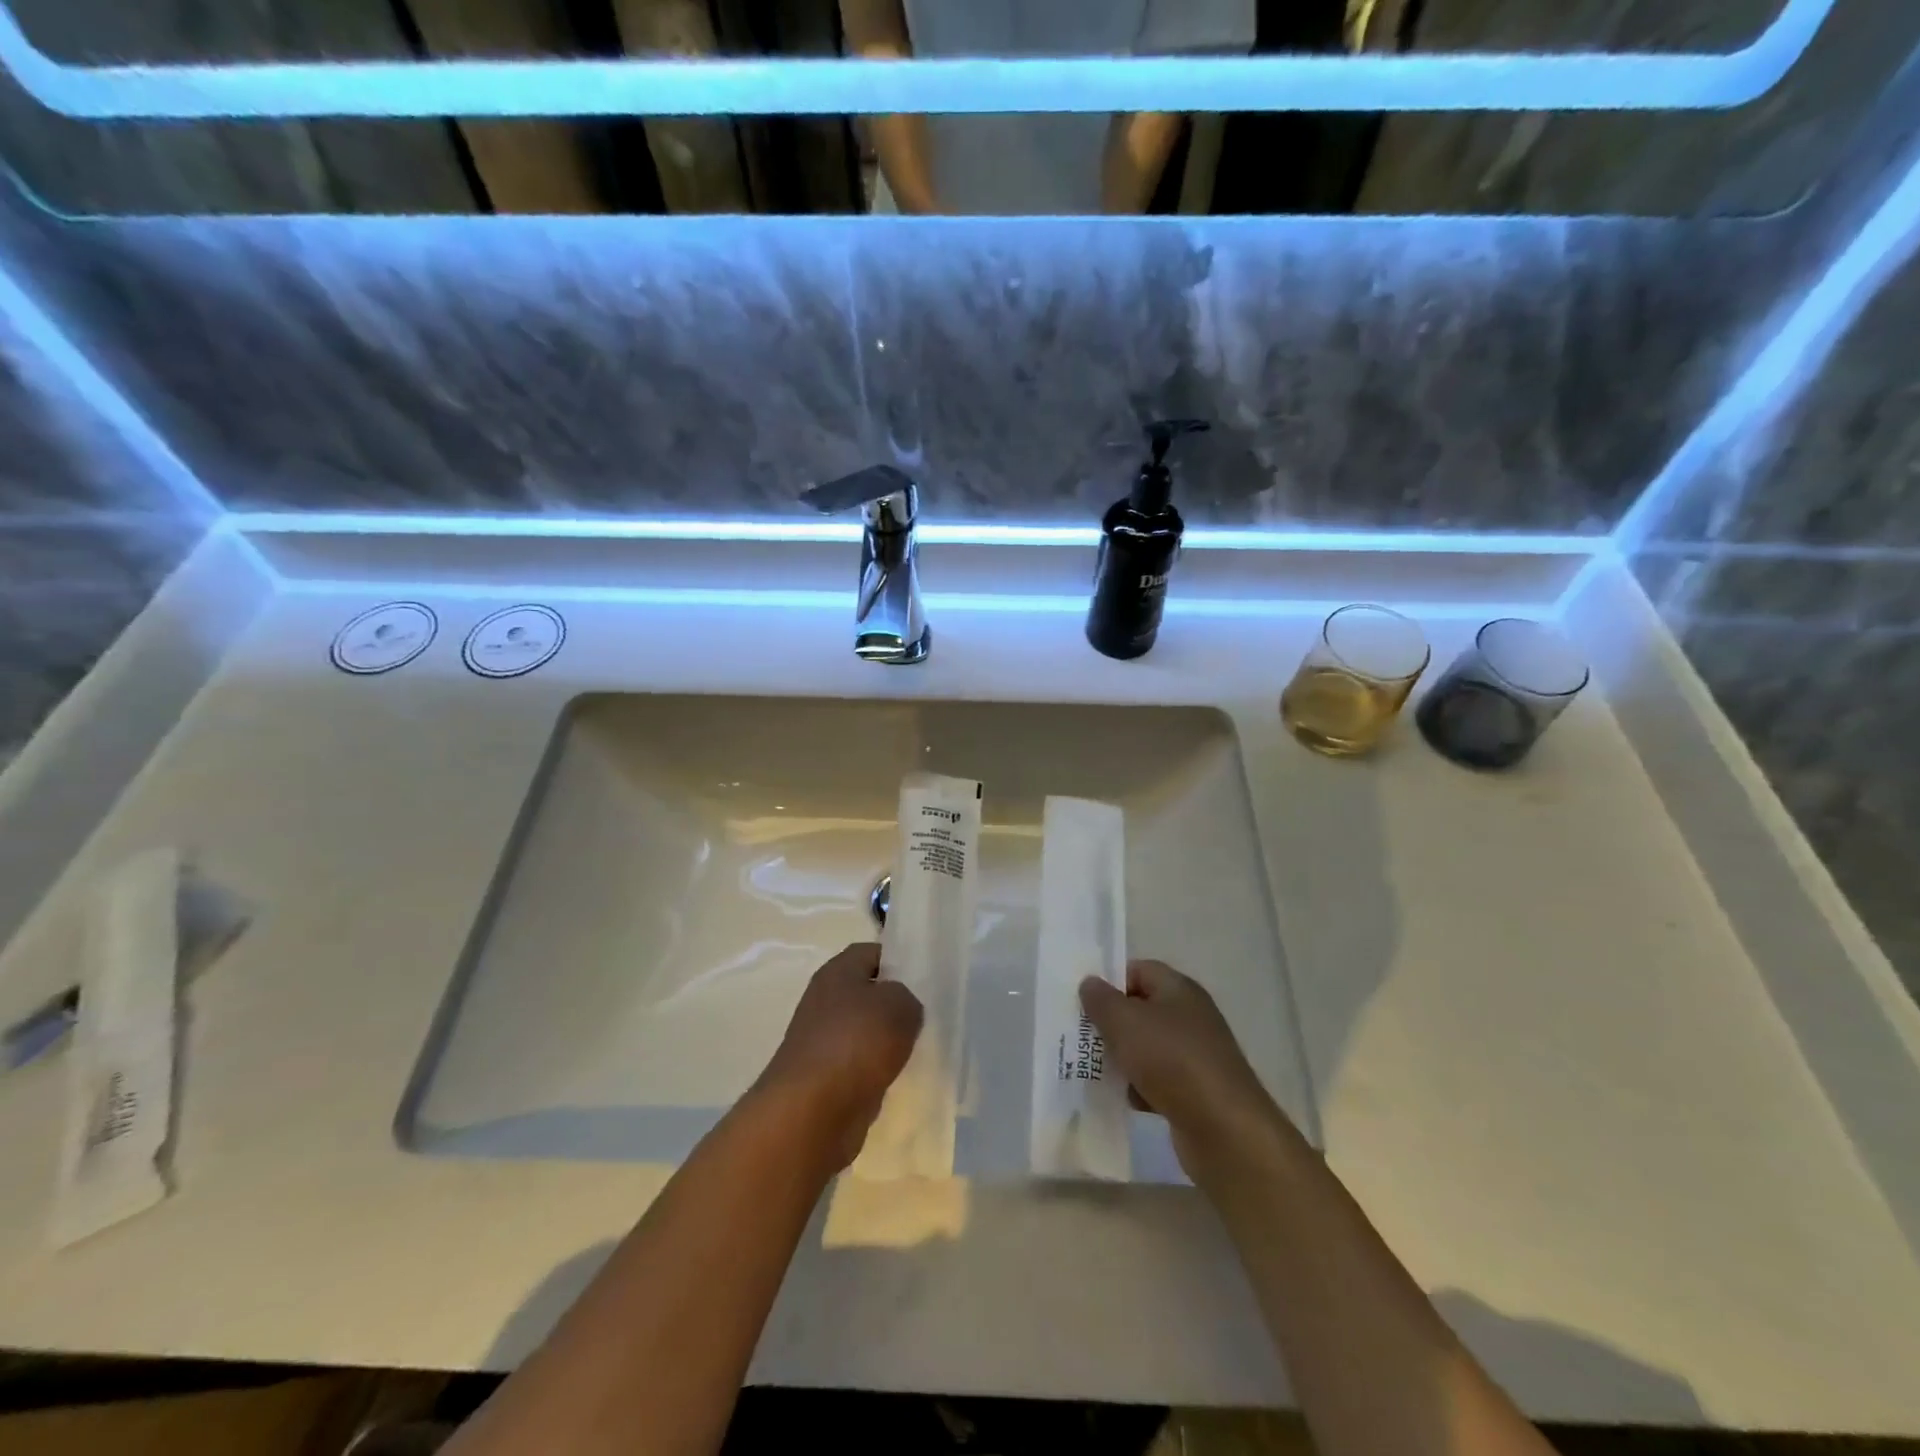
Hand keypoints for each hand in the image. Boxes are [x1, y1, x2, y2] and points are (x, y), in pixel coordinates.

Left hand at [755, 943, 922, 1170]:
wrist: (812, 1110)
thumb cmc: (856, 1042)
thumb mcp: (899, 1005)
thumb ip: (908, 997)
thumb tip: (901, 1009)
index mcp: (837, 972)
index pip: (871, 952)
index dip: (899, 959)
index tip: (926, 976)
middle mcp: (825, 1001)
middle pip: (867, 993)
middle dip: (895, 1003)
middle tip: (928, 1013)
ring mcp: (822, 1041)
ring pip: (865, 1031)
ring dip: (887, 1040)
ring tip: (920, 1047)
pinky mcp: (825, 1078)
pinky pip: (860, 1065)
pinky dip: (877, 1071)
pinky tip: (900, 1078)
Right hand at [1080, 960, 1278, 1178]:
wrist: (1224, 1129)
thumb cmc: (1171, 1061)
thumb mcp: (1125, 1022)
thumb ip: (1101, 999)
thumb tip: (1090, 983)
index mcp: (1179, 989)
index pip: (1139, 970)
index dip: (1110, 981)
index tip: (1084, 1003)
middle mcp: (1191, 1016)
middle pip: (1142, 1009)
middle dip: (1112, 1023)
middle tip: (1082, 1037)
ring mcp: (1196, 1055)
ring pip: (1148, 1047)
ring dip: (1124, 1058)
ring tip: (1096, 1070)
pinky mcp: (1197, 1091)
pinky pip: (1159, 1080)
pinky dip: (1141, 1088)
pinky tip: (1126, 1100)